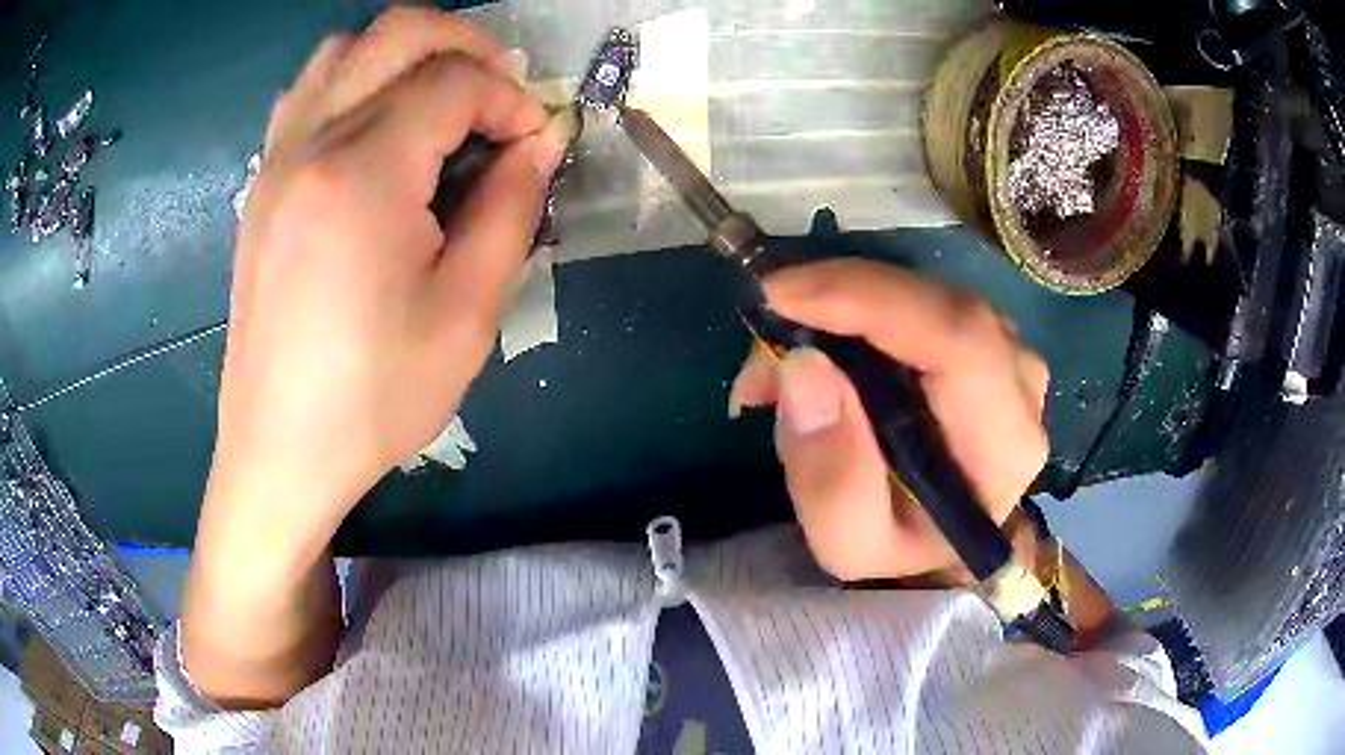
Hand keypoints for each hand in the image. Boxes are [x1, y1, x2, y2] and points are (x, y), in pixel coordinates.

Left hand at [201, 9, 568, 562]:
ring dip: (406, 54)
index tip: (533, 144)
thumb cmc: (374, 396)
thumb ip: (511, 207)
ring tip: (440, 101)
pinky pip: (309, 91)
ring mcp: (277, 159)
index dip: (510, 99)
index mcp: (362, 175)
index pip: (454, 82)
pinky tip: (378, 127)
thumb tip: (539, 140)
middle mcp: (311, 143)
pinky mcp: (263, 182)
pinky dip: (356, 80)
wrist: (281, 448)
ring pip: (346, 49)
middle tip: (499, 92)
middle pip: (398, 33)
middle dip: (465, 45)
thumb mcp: (468, 312)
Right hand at [729, 260, 1049, 582]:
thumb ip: (829, 477)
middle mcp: (1021, 382)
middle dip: (834, 304)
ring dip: (838, 308)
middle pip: (933, 304)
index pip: (957, 337)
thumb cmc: (900, 547)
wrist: (938, 543)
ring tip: (778, 362)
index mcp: (1004, 441)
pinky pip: (916, 297)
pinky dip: (855, 308)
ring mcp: (1008, 350)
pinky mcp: (985, 334)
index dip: (868, 299)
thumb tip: (803, 364)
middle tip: (761, 346)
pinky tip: (817, 348)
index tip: (777, 297)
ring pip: (919, 293)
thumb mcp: (848, 544)